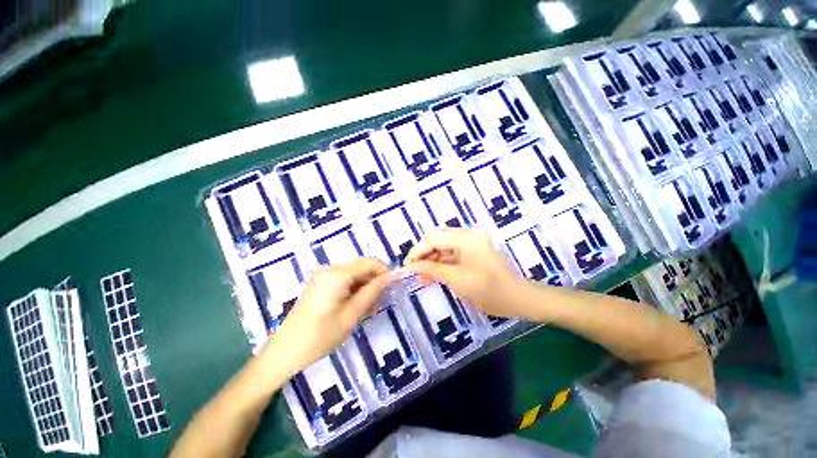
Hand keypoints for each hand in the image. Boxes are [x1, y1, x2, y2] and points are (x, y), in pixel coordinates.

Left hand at [263, 258, 393, 375]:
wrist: (285, 352)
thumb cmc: (321, 335)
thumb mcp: (352, 314)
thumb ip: (372, 291)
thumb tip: (391, 277)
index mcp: (337, 274)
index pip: (369, 262)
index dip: (384, 271)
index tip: (394, 286)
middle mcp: (330, 270)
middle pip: (361, 267)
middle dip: (374, 280)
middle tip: (382, 300)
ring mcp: (324, 277)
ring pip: (354, 274)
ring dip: (365, 287)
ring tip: (371, 308)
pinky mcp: (321, 285)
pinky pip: (344, 281)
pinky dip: (354, 290)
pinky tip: (358, 307)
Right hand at [404, 228, 526, 317]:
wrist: (518, 299)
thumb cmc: (488, 291)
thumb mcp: (456, 280)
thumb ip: (431, 269)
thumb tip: (410, 265)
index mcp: (465, 238)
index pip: (433, 238)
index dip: (417, 251)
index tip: (407, 267)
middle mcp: (467, 235)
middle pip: (437, 240)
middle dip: (424, 256)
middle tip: (416, 274)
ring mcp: (471, 242)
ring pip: (443, 247)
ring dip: (432, 261)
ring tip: (424, 279)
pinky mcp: (472, 250)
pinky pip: (451, 253)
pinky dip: (442, 263)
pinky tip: (435, 276)